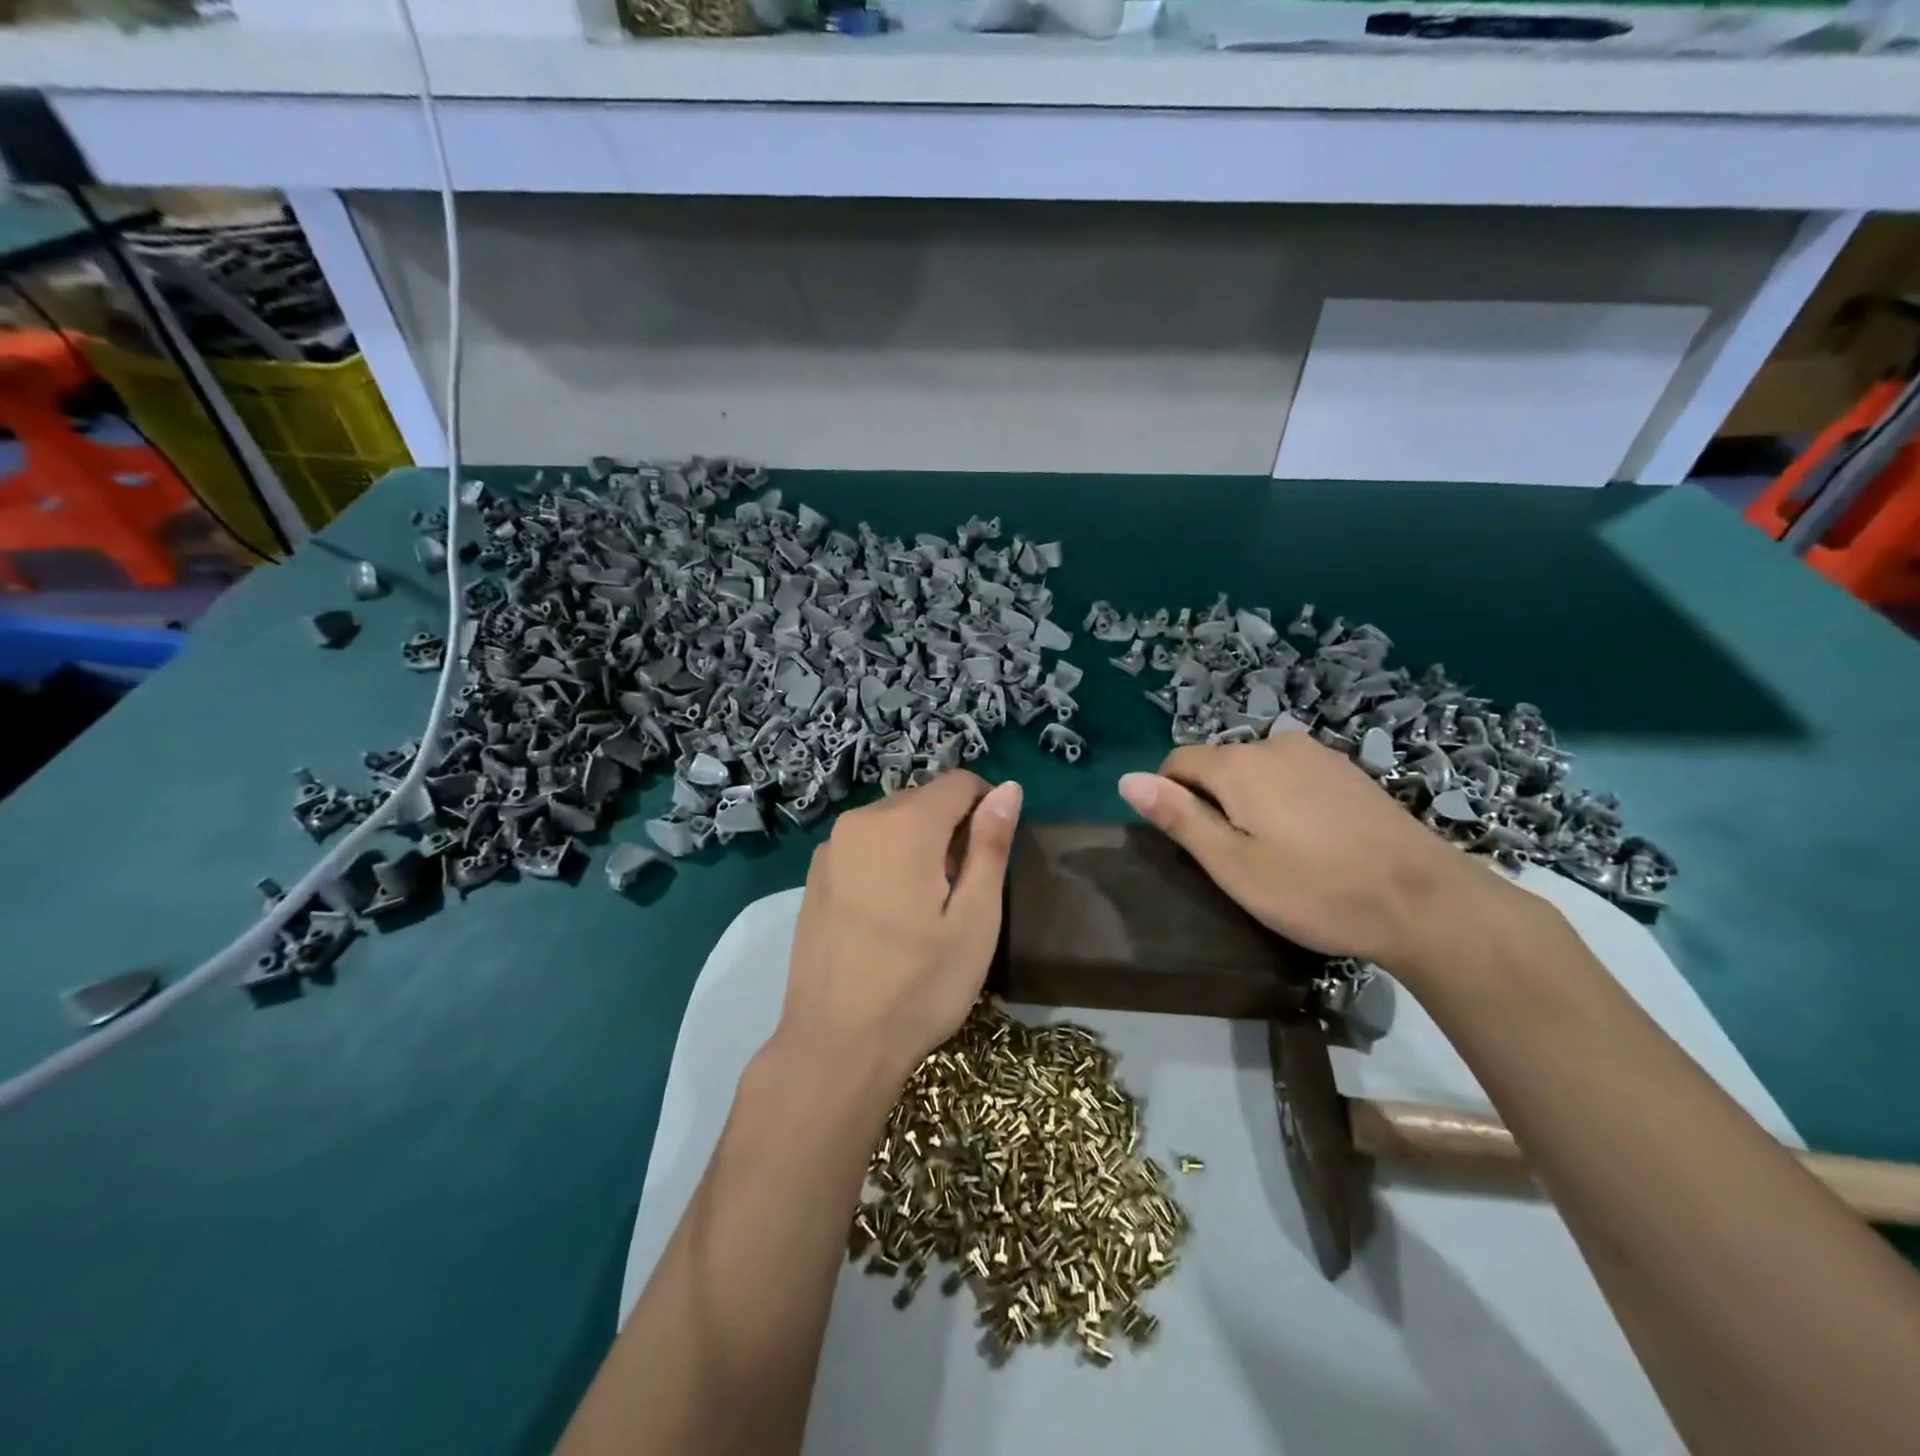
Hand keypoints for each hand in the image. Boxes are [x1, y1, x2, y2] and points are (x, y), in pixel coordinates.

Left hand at [779, 772, 1022, 1089]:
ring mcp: (831, 847)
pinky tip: (891, 911)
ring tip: (929, 904)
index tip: (994, 852)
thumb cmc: (919, 986)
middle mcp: (861, 820)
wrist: (835, 1045)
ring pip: (893, 820)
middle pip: (923, 799)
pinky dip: (888, 858)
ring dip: (920, 842)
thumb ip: (991, 845)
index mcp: (905, 824)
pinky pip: (865, 844)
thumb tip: (1008, 788)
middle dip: (952, 827)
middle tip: (964, 889)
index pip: (958, 782)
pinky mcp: (815, 875)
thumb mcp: (975, 919)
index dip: (987, 805)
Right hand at [1118, 734, 1513, 972]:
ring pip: (1259, 771)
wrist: (1424, 902)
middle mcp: (1276, 744)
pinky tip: (1314, 841)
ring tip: (1279, 853)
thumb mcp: (1232, 864)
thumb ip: (1178, 817)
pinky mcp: (1351, 772)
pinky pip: (1295, 777)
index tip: (1194, 844)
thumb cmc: (1315, 889)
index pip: (1178, 762)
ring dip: (1252, 802)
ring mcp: (1319, 755)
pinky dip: (1287, 801)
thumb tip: (1126, 779)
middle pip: (1220, 765)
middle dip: (1215, 801)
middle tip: (1239, 858)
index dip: (1172, 799)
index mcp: (1240, 764)